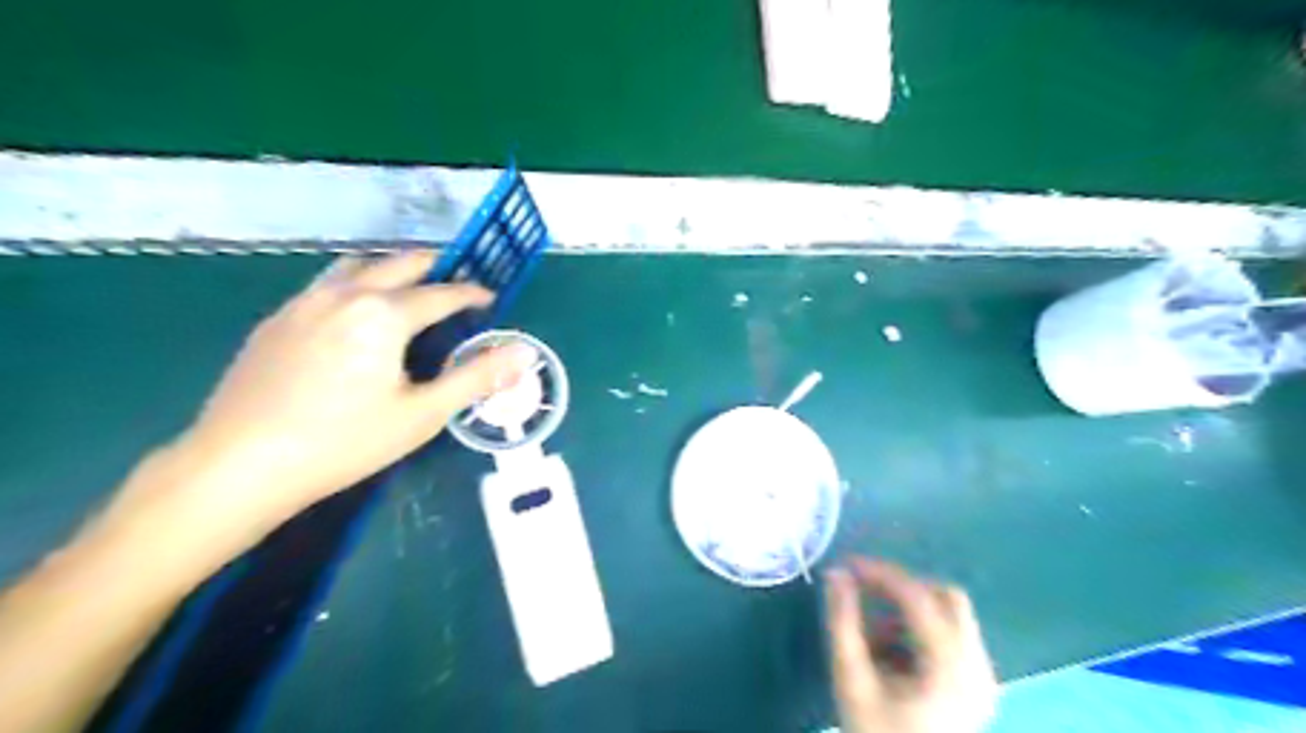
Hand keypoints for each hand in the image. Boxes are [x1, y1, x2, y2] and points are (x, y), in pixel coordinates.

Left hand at [165, 252, 537, 527]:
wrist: (239, 464)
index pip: (441, 293)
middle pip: (398, 263)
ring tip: (409, 289)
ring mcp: (303, 303)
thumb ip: (477, 377)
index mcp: (384, 313)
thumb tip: (524, 353)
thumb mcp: (423, 414)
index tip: (490, 299)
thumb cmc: (344, 441)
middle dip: (434, 267)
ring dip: (391, 269)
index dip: (471, 294)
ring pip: (356, 266)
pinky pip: (326, 285)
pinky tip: (355, 316)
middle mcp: (344, 294)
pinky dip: (356, 285)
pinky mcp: (276, 320)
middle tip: (456, 284)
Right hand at [826, 558, 1003, 732]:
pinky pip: (954, 638)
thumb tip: (836, 573)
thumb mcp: (851, 679)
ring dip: (910, 613)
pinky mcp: (979, 687)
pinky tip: (894, 658)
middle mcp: (979, 667)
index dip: (882, 573)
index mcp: (951, 666)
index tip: (848, 565)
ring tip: (873, 640)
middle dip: (902, 589)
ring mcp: (985, 678)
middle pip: (947, 598)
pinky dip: (922, 633)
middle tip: (865, 593)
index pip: (919, 597)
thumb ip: (842, 622)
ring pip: (951, 616)